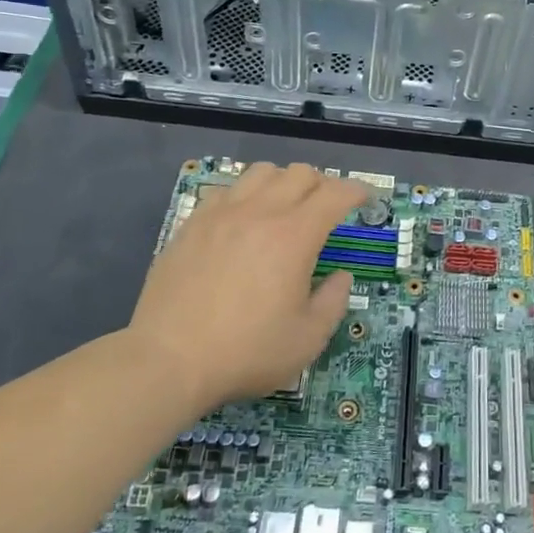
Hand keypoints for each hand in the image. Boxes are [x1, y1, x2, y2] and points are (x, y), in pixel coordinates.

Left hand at [127, 163, 368, 413]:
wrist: (168, 360)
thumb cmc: (246, 352)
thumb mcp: (308, 339)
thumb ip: (333, 301)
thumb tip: (339, 276)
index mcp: (294, 235)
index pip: (335, 193)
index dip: (356, 191)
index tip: (365, 200)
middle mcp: (260, 212)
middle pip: (300, 173)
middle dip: (322, 184)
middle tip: (326, 209)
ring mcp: (222, 214)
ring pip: (261, 172)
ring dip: (283, 182)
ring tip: (284, 208)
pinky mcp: (192, 224)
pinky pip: (226, 189)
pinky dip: (245, 195)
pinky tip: (242, 220)